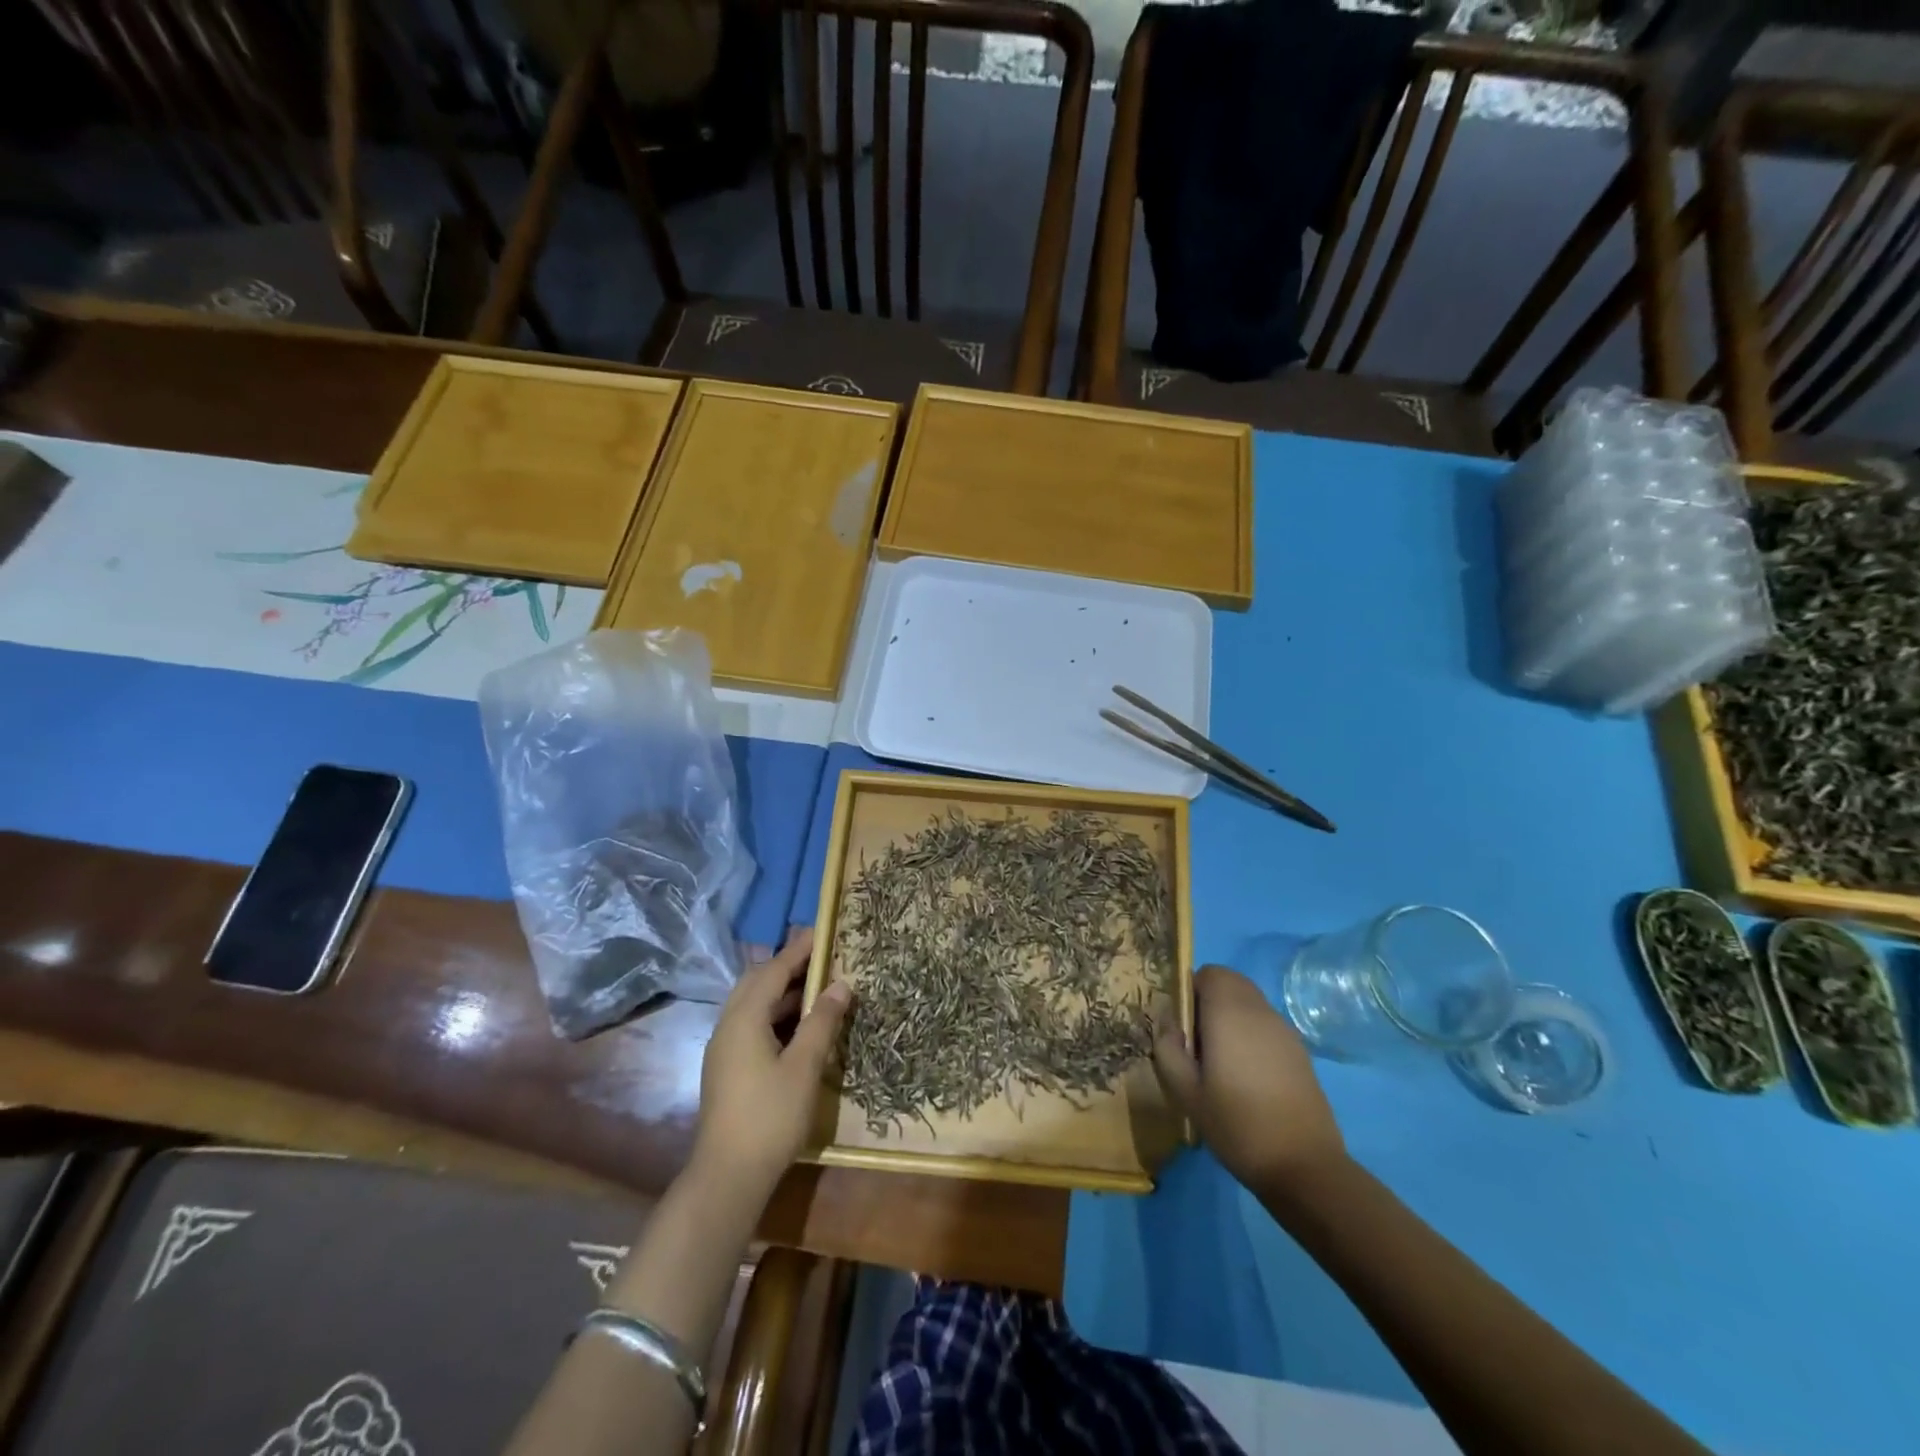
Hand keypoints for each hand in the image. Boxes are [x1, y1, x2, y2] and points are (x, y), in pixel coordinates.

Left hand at [694, 928, 852, 1198]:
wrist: (727, 1176)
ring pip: (753, 1004)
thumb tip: (841, 985)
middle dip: (788, 966)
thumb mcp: (804, 1066)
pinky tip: (799, 1025)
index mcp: (744, 1018)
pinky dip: (776, 1013)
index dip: (799, 950)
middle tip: (822, 958)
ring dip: (782, 991)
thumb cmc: (770, 1116)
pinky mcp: (727, 1068)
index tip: (823, 932)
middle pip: (757, 981)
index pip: (774, 970)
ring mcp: (724, 1048)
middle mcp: (728, 1025)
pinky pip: (751, 1023)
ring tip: (818, 987)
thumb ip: (822, 1022)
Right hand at [1153, 965, 1346, 1193]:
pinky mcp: (1300, 1052)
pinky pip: (1267, 1026)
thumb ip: (1168, 1048)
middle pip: (1232, 983)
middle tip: (1197, 1043)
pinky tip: (1247, 1077)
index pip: (1210, 973)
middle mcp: (1260, 1011)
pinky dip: (1251, 1035)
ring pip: (1250, 1003)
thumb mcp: (1185, 1092)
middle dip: (1210, 1001)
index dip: (1191, 990)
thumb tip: (1168, 1021)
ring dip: (1231, 1017)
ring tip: (1221, 1062)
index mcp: (1230, 1013)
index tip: (1183, 1025)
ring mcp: (1285, 1031)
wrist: (1304, 1166)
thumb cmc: (1236, 1124)